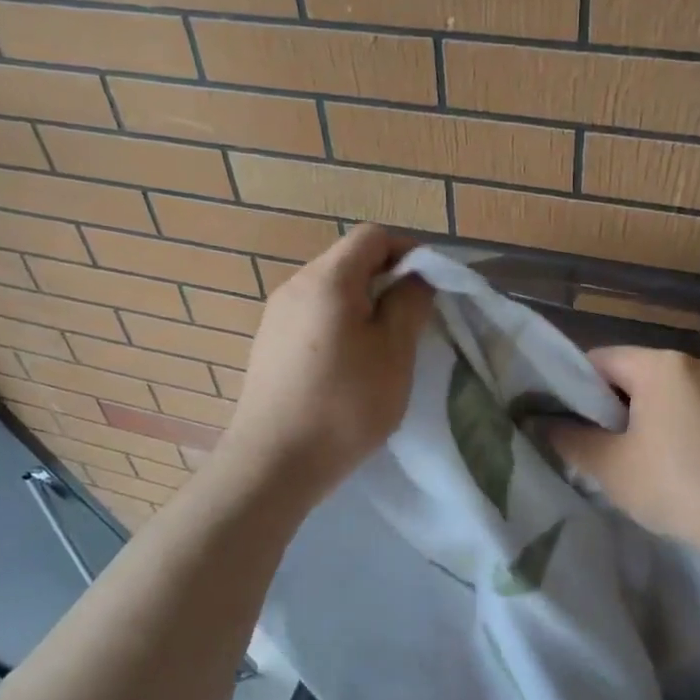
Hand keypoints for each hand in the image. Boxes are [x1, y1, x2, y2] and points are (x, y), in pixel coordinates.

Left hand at [220, 225, 433, 502]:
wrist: (273, 463)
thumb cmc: (345, 405)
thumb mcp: (394, 353)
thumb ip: (409, 303)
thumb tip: (415, 276)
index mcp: (328, 279)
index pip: (373, 236)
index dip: (408, 250)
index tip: (431, 285)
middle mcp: (295, 286)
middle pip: (349, 260)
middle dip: (388, 279)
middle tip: (413, 319)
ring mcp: (276, 315)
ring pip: (331, 290)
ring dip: (364, 304)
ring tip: (385, 346)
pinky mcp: (269, 344)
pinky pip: (313, 315)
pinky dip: (340, 324)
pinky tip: (350, 365)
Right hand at [547, 346, 699, 561]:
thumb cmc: (677, 485)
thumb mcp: (611, 466)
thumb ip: (569, 439)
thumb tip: (539, 423)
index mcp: (660, 364)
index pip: (598, 360)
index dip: (570, 388)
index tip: (558, 422)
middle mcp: (691, 363)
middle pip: (628, 373)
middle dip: (602, 406)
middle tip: (584, 444)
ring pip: (655, 393)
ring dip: (631, 419)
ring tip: (616, 458)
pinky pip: (681, 407)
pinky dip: (660, 426)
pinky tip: (656, 463)